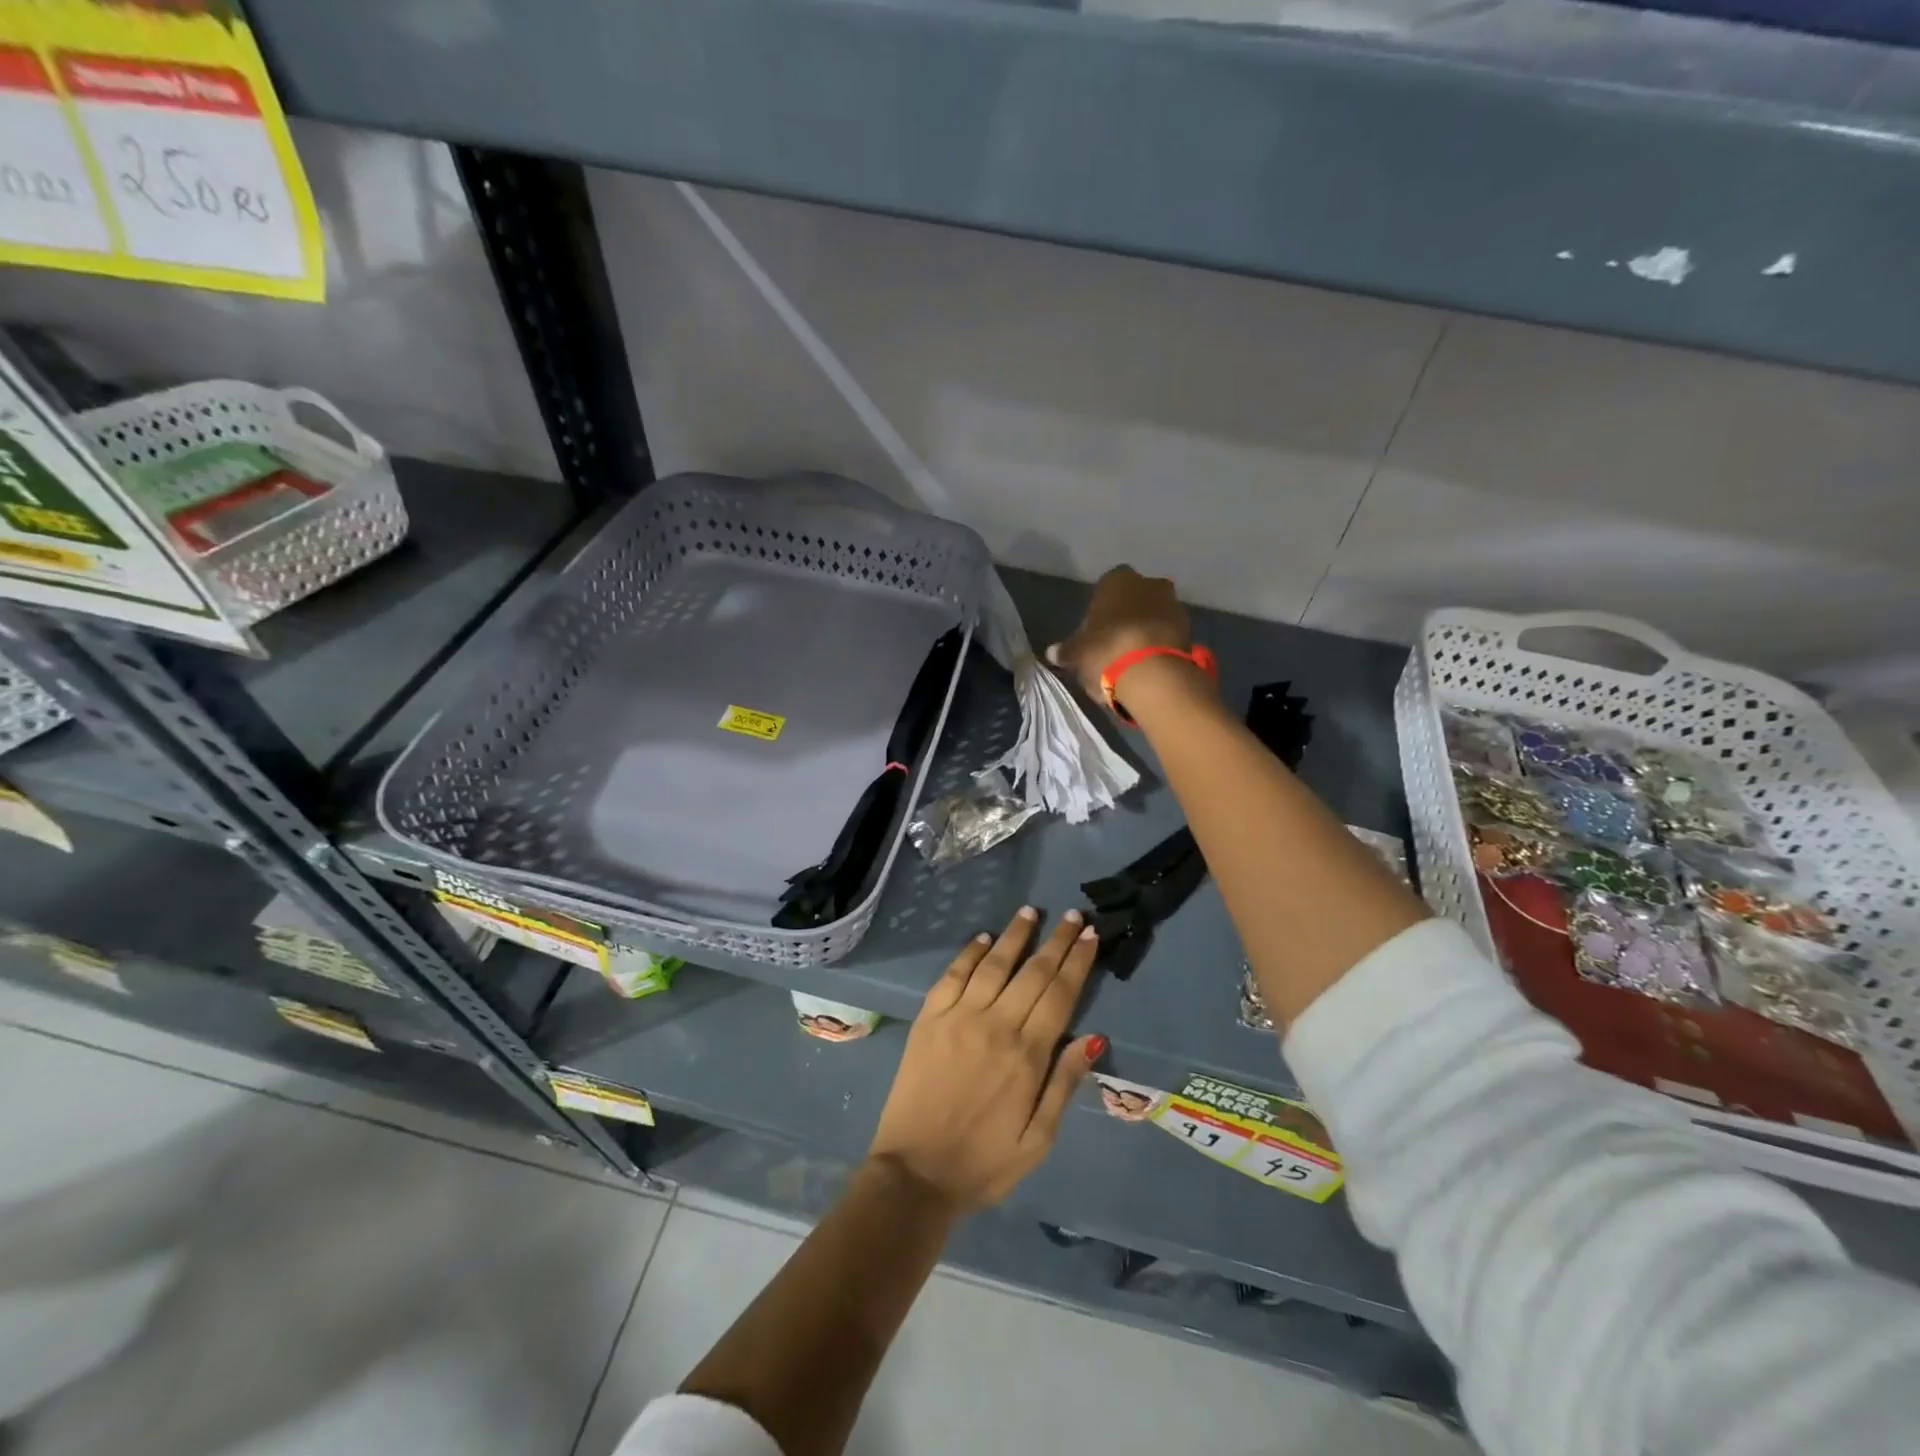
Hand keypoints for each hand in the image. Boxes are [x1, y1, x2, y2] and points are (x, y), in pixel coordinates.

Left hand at [867, 907, 1104, 1212]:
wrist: (915, 1174)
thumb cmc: (983, 1163)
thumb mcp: (1038, 1140)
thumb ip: (1064, 1085)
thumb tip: (1092, 1037)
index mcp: (1026, 1056)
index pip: (1060, 994)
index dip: (1077, 961)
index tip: (1089, 935)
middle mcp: (995, 1025)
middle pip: (1032, 972)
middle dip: (1055, 941)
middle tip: (1071, 915)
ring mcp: (958, 1017)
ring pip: (993, 964)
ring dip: (1015, 935)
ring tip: (1030, 911)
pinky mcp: (929, 1019)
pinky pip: (952, 975)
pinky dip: (969, 953)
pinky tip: (982, 937)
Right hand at [1046, 565, 1193, 702]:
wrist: (1153, 675)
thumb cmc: (1106, 651)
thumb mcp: (1077, 653)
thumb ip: (1066, 650)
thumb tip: (1052, 652)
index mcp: (1117, 579)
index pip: (1106, 586)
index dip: (1101, 609)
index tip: (1095, 630)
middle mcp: (1149, 583)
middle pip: (1135, 598)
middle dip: (1127, 615)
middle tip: (1114, 642)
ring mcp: (1174, 605)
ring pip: (1155, 615)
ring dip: (1147, 630)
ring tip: (1132, 659)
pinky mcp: (1190, 631)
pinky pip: (1169, 635)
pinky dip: (1160, 646)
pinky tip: (1149, 666)